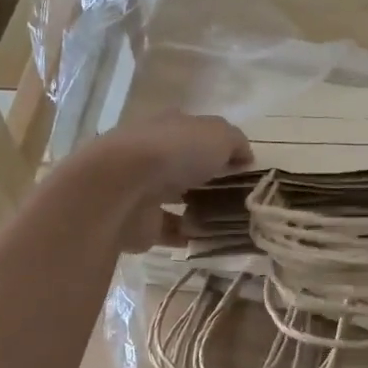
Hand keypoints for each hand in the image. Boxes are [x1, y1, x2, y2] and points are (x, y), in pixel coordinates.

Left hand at [75, 113, 252, 250]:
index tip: (242, 166)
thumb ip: (236, 143)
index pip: (196, 133)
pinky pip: (169, 229)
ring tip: (228, 220)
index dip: (219, 147)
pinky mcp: (139, 223)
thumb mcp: (218, 135)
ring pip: (175, 198)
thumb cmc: (174, 152)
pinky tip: (209, 240)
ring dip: (196, 208)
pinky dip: (186, 235)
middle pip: (185, 166)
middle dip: (207, 178)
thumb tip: (245, 156)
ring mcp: (142, 189)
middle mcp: (152, 154)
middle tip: (239, 196)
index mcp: (168, 127)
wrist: (121, 188)